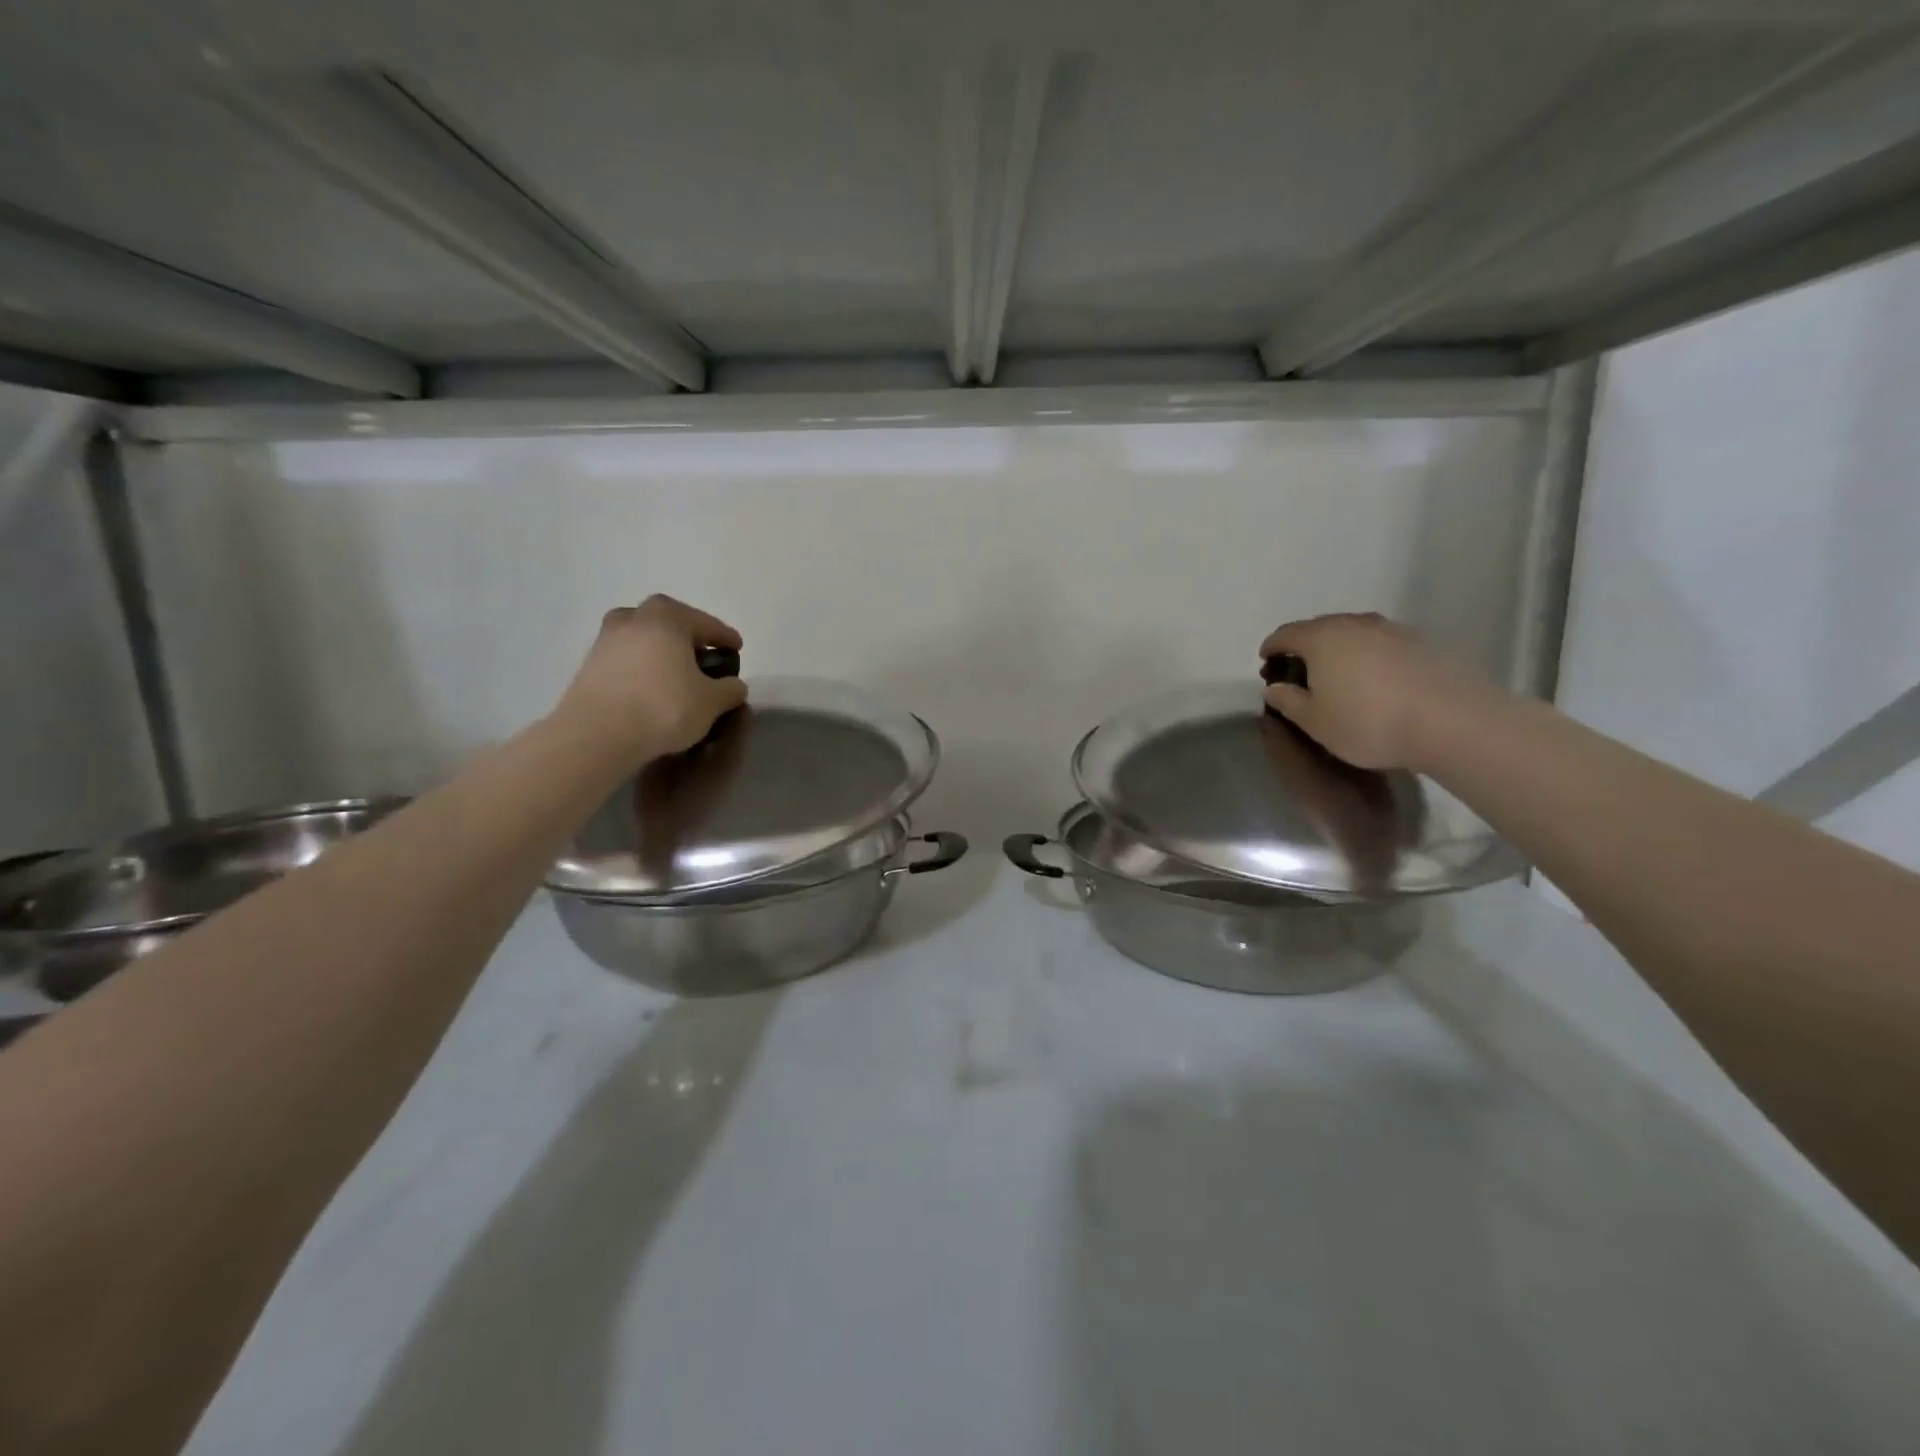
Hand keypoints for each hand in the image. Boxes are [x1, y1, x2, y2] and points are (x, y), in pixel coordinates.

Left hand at [555, 596, 747, 762]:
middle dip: (685, 634)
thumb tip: (733, 685)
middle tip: (701, 655)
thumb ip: (729, 689)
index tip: (736, 647)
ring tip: (674, 672)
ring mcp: (605, 642)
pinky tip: (651, 688)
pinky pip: (624, 660)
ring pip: (641, 638)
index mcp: (666, 618)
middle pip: (665, 620)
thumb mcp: (711, 702)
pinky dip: (641, 668)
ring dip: (659, 650)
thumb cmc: (663, 707)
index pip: (704, 622)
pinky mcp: (588, 668)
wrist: (597, 735)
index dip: (724, 636)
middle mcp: (633, 621)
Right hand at [1259, 613, 1496, 770]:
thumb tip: (1275, 687)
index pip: (1286, 634)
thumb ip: (1288, 701)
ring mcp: (1392, 630)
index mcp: (1321, 638)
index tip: (1266, 662)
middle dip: (1304, 645)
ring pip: (1353, 632)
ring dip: (1338, 648)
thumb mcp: (1314, 722)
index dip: (1271, 647)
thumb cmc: (1367, 723)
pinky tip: (1373, 680)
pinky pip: (1381, 643)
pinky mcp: (1421, 643)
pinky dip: (1367, 655)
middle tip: (1298, 670)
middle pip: (1319, 627)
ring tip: (1336, 674)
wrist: (1451, 722)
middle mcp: (1354, 624)